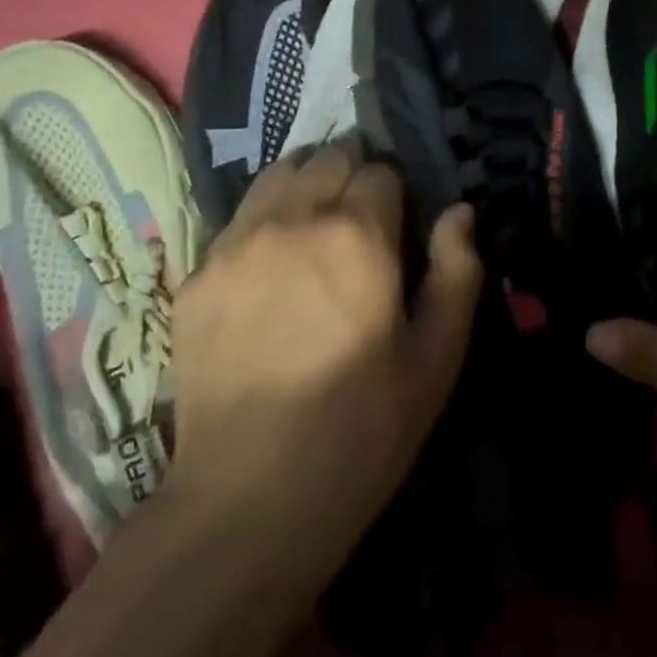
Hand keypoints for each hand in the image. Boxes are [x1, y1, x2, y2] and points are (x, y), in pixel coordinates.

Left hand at [164, 145, 482, 573]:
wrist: (248, 499)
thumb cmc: (360, 431)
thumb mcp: (435, 360)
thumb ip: (457, 273)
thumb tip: (460, 212)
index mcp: (356, 234)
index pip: (381, 170)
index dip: (397, 193)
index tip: (399, 227)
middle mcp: (293, 219)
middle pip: (328, 157)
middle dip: (351, 177)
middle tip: (359, 225)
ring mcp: (236, 242)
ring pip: (277, 174)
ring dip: (304, 185)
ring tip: (312, 229)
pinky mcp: (196, 273)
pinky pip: (237, 218)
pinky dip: (261, 222)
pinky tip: (267, 268)